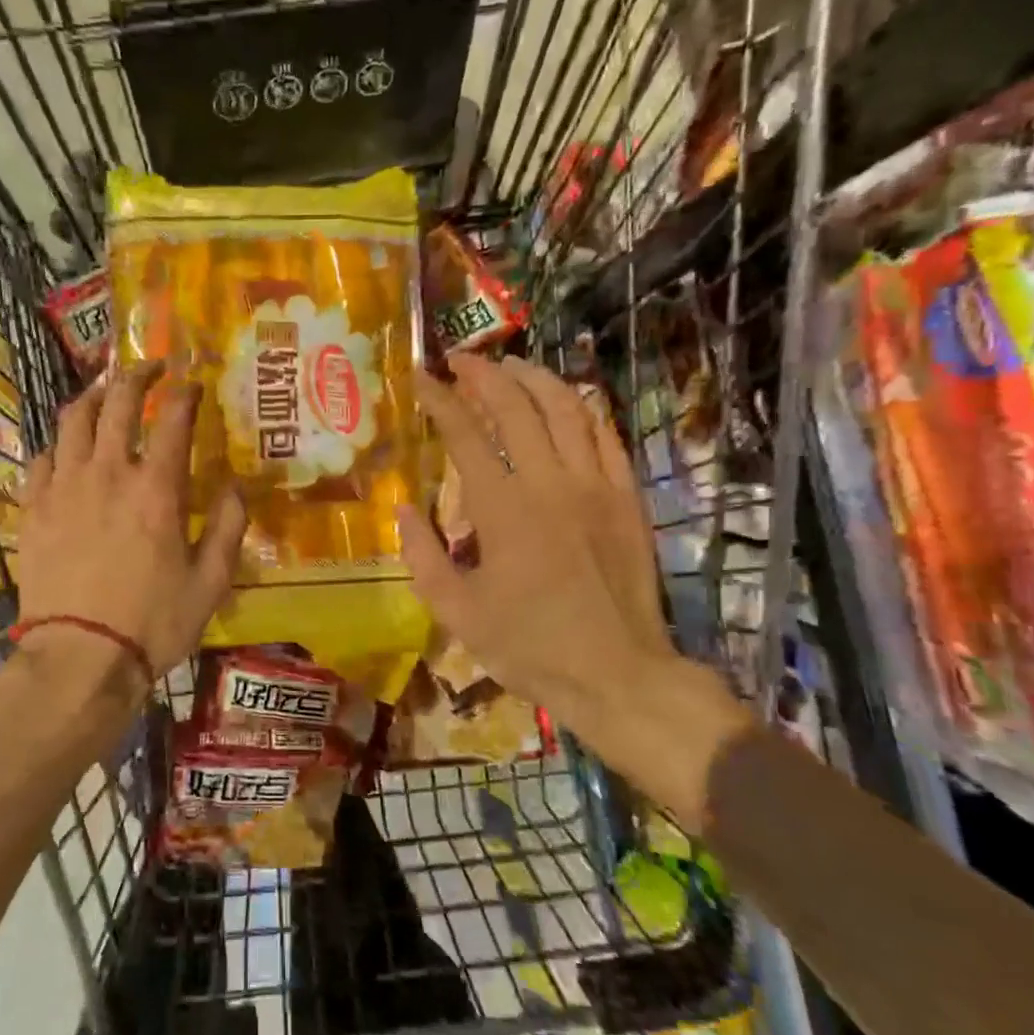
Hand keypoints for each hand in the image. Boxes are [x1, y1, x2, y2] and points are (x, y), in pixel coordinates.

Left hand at [14, 361, 246, 690]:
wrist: (80, 657)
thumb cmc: (153, 622)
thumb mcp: (211, 582)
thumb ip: (230, 528)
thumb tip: (238, 487)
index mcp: (155, 489)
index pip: (172, 420)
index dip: (184, 394)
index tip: (192, 383)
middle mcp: (107, 474)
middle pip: (117, 403)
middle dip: (136, 376)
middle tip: (150, 368)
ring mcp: (64, 488)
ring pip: (72, 420)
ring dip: (92, 397)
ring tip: (104, 393)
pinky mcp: (33, 509)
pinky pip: (41, 458)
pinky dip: (58, 444)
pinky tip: (66, 450)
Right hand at [398, 355, 745, 820]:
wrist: (618, 674)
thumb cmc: (529, 647)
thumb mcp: (457, 613)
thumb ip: (423, 556)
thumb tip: (405, 508)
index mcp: (503, 510)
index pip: (465, 434)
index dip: (439, 400)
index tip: (420, 378)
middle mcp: (550, 483)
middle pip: (516, 405)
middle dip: (484, 374)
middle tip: (461, 359)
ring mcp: (596, 485)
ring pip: (566, 408)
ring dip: (534, 378)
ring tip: (509, 366)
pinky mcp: (628, 497)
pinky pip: (606, 434)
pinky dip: (582, 407)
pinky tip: (565, 399)